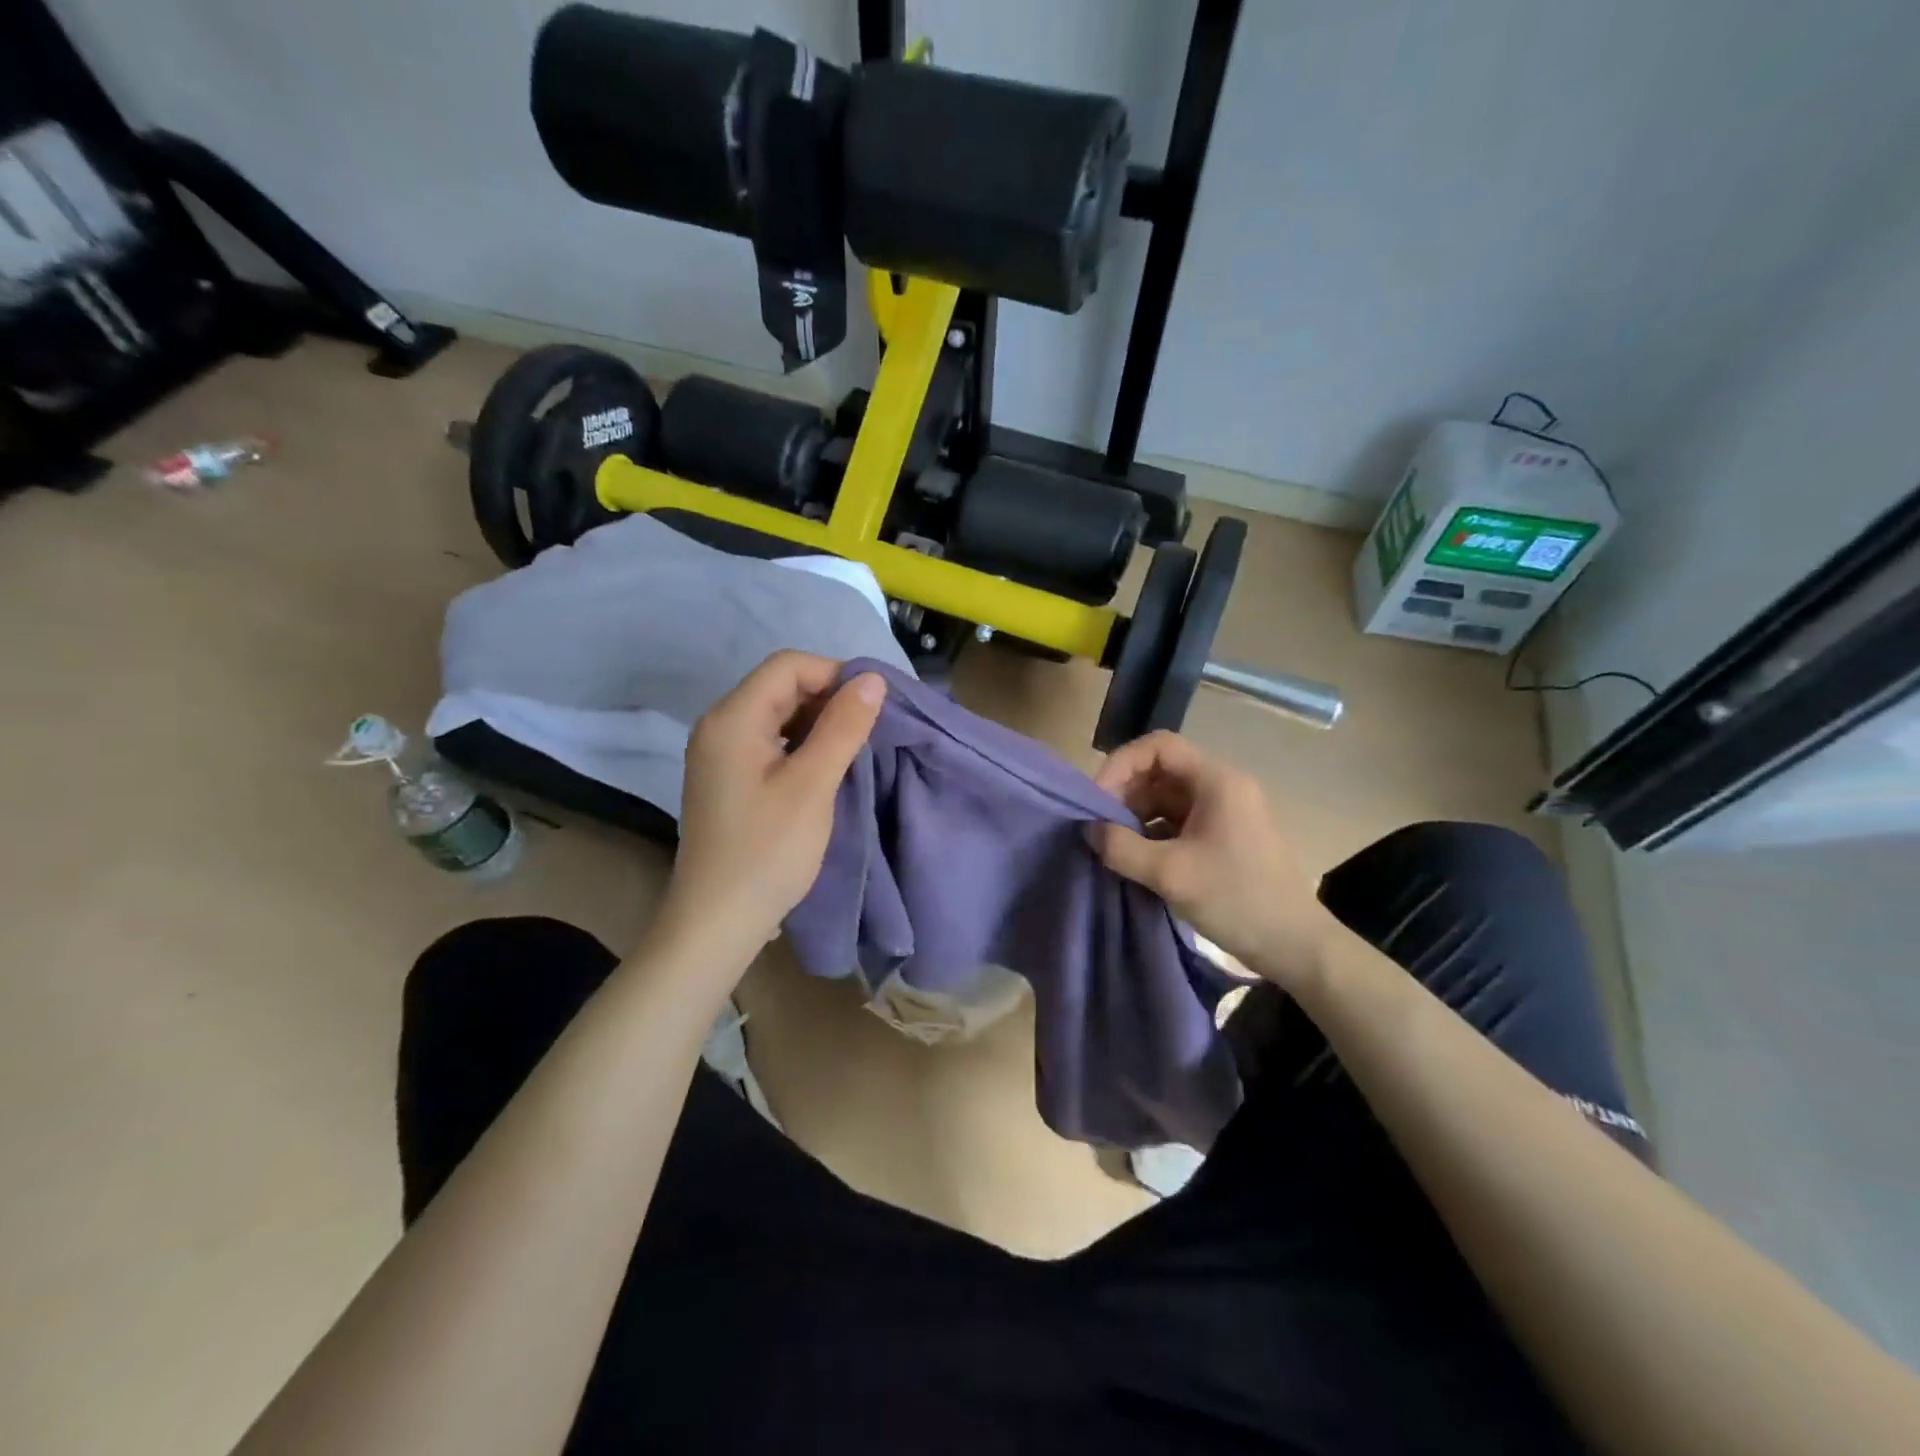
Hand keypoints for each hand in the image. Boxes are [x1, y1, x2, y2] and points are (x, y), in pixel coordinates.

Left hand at [651, 651, 885, 977]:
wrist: (717, 921)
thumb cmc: (767, 851)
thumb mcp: (812, 785)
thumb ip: (843, 727)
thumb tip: (872, 678)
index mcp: (732, 718)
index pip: (788, 666)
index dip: (834, 675)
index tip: (872, 708)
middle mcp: (719, 725)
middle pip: (780, 686)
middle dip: (828, 699)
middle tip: (867, 732)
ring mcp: (720, 753)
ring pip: (777, 714)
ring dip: (818, 723)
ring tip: (852, 750)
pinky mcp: (728, 777)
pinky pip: (770, 741)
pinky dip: (801, 744)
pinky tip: (824, 769)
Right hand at [1090, 731, 1337, 989]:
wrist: (1296, 946)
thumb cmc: (1237, 899)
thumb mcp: (1170, 874)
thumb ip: (1121, 847)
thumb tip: (1089, 831)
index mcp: (1218, 781)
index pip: (1159, 747)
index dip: (1121, 765)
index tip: (1098, 800)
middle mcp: (1224, 786)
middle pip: (1162, 769)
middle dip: (1125, 792)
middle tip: (1100, 826)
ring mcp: (1227, 812)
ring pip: (1168, 796)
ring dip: (1136, 814)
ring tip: (1115, 844)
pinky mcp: (1225, 836)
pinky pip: (1180, 819)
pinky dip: (1153, 831)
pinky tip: (1137, 857)